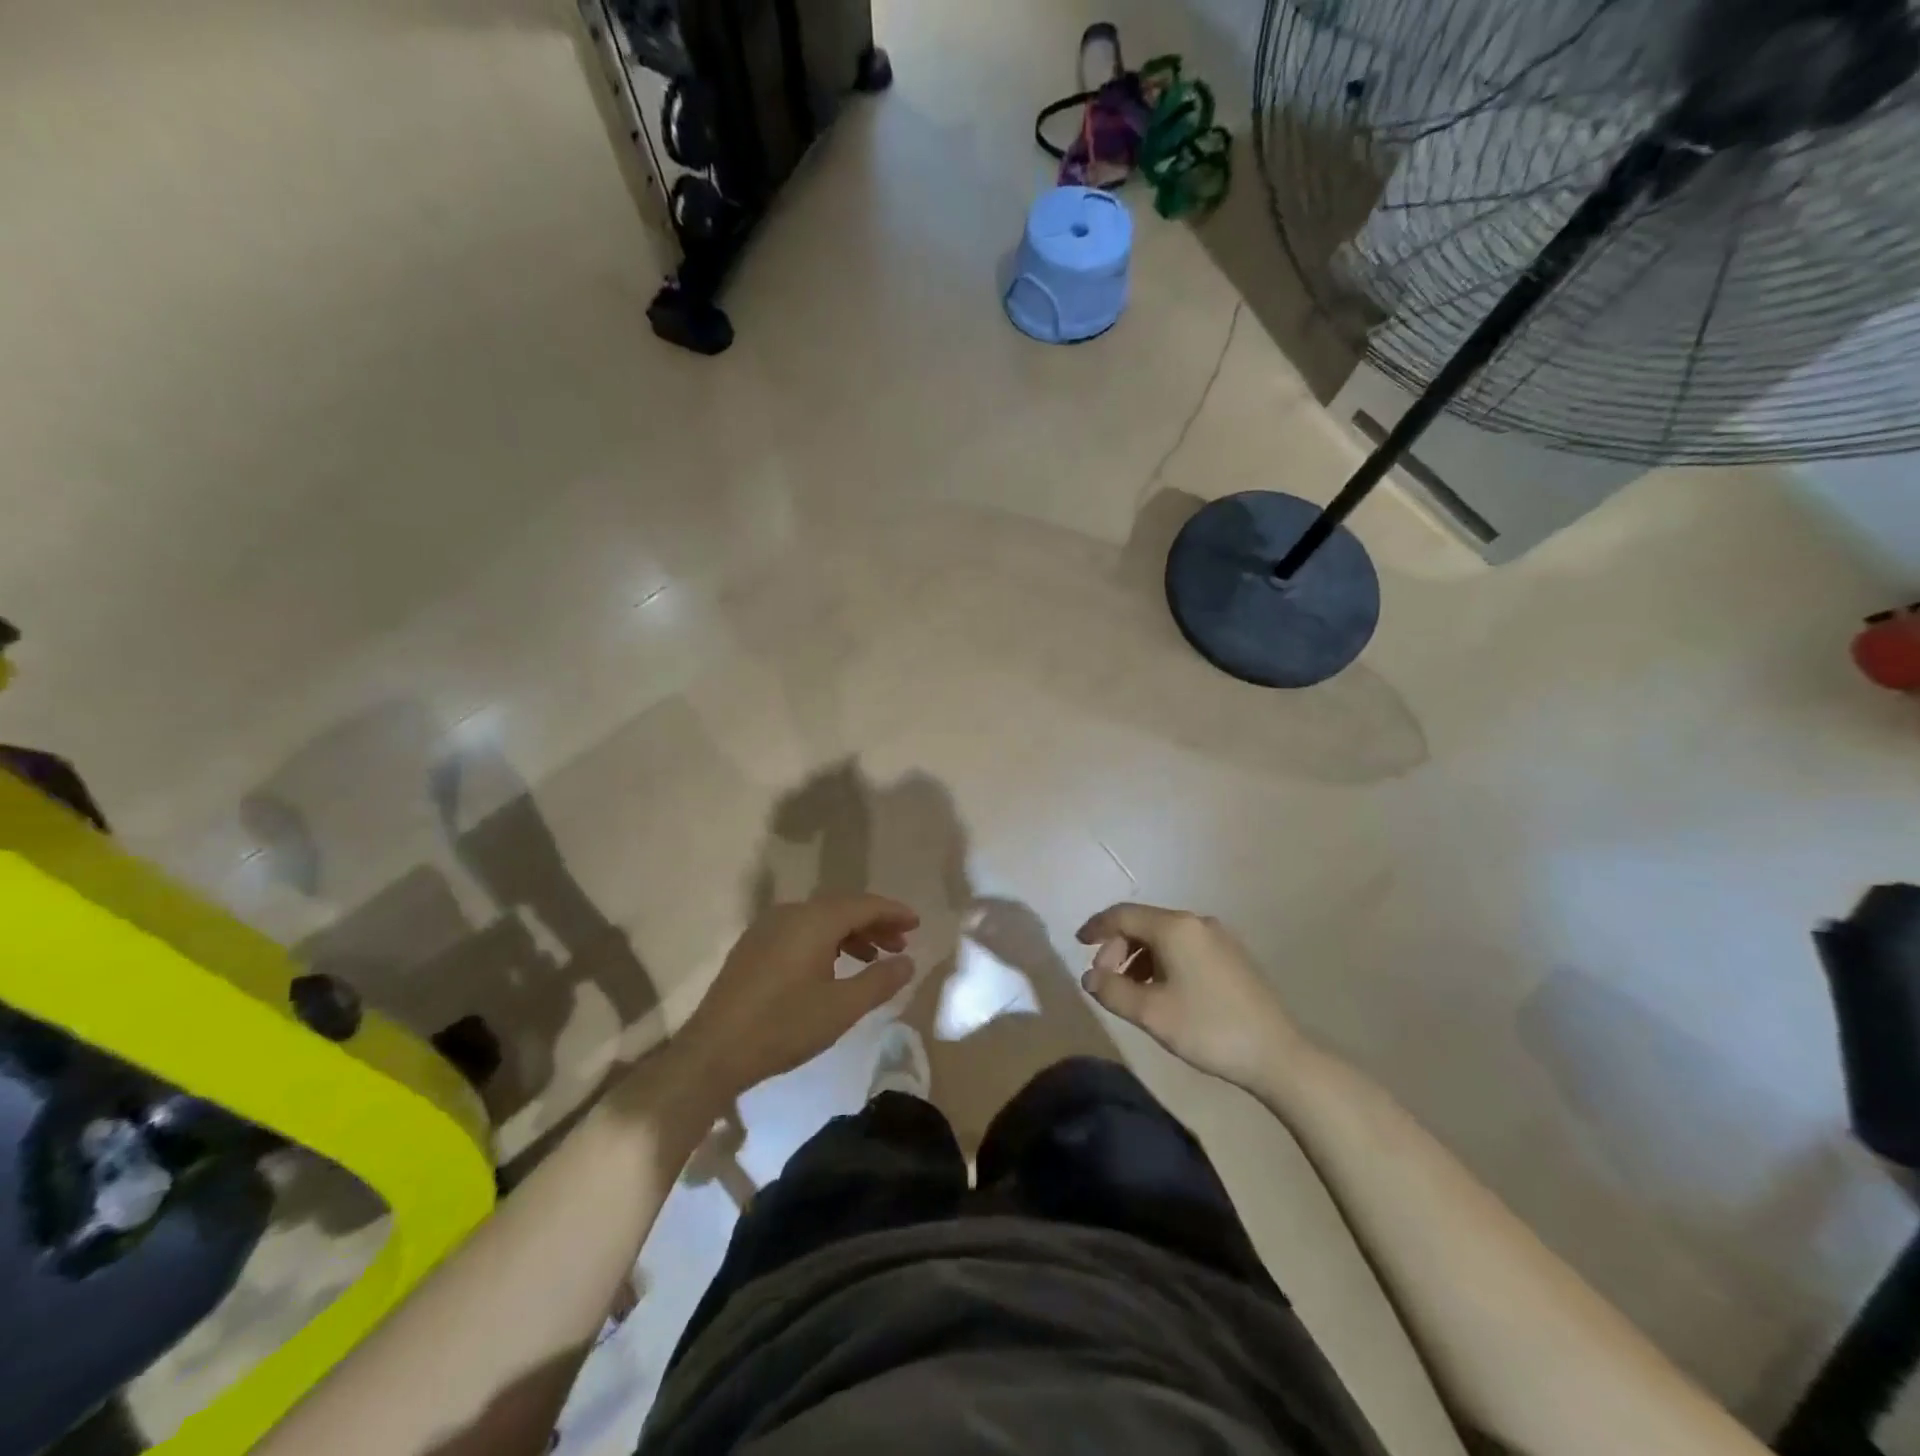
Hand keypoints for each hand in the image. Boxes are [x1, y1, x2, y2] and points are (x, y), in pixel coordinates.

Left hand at [677, 893, 918, 1101]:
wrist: (712, 1052)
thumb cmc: (783, 1027)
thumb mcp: (841, 1008)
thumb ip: (879, 981)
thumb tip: (907, 962)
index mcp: (814, 920)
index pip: (864, 905)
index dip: (893, 913)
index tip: (917, 924)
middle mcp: (790, 913)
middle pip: (842, 908)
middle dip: (874, 924)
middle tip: (900, 945)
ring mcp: (767, 928)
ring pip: (820, 920)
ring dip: (851, 934)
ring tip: (872, 959)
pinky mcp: (753, 946)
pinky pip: (801, 931)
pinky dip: (826, 941)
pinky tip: (834, 967)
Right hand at [1076, 903, 1298, 1088]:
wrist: (1277, 1054)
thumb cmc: (1208, 1028)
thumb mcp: (1151, 1013)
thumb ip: (1112, 990)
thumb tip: (1089, 977)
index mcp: (1175, 928)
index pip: (1123, 915)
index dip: (1097, 927)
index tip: (1078, 944)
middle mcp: (1196, 922)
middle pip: (1144, 924)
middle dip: (1118, 947)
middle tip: (1105, 980)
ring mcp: (1218, 938)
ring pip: (1164, 936)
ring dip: (1139, 957)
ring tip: (1131, 991)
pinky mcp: (1231, 956)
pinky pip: (1184, 947)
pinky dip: (1162, 961)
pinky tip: (1162, 991)